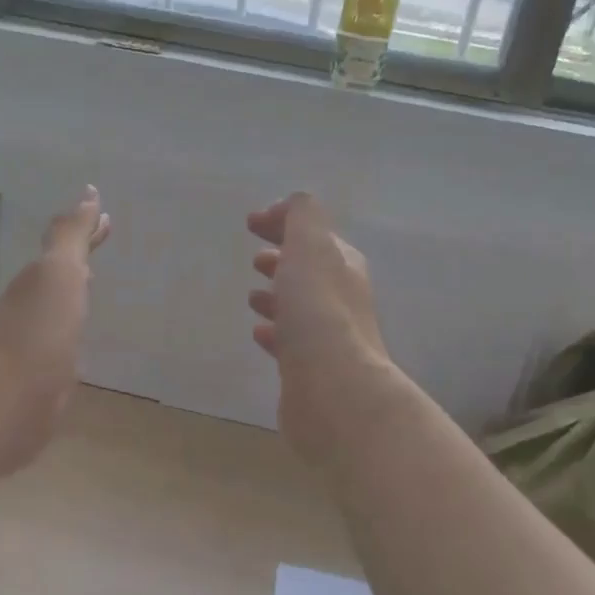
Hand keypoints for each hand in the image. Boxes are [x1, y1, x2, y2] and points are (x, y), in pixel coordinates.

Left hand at [0, 187, 111, 474]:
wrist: (11, 399)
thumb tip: (88, 195)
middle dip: (80, 257)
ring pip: (61, 306)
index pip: (66, 247)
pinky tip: (81, 336)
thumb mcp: (58, 272)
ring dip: (75, 291)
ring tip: (93, 283)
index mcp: (39, 280)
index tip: (107, 217)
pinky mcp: (45, 377)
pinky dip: (75, 328)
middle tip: (102, 242)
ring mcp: (38, 342)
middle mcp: (34, 306)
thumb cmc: (39, 328)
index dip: (87, 232)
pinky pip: (65, 340)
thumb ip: (71, 236)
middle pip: (62, 273)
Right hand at [248, 192, 393, 462]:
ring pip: (301, 307)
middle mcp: (342, 299)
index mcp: (342, 266)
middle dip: (285, 259)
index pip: (315, 235)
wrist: (333, 390)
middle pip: (311, 271)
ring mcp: (329, 337)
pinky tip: (259, 333)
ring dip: (279, 295)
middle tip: (256, 258)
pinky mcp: (312, 371)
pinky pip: (291, 343)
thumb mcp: (310, 247)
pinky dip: (275, 332)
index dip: (285, 222)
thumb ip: (303, 217)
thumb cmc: (318, 312)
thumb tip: (294, 204)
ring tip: (253, 295)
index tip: (251, 222)